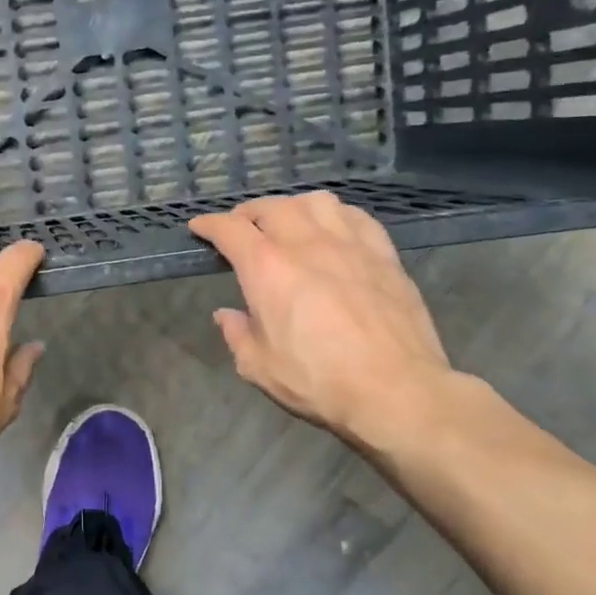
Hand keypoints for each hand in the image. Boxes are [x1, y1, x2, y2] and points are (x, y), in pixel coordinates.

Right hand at [190, 192, 454, 449]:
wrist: (396, 391)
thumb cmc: (318, 381)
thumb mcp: (259, 367)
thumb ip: (237, 335)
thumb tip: (227, 315)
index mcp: (266, 269)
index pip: (229, 229)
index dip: (209, 224)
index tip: (199, 227)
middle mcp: (305, 244)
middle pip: (271, 207)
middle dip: (248, 213)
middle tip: (241, 228)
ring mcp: (349, 245)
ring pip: (316, 202)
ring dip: (293, 207)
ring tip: (288, 223)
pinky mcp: (384, 256)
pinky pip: (357, 217)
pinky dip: (336, 216)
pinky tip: (334, 230)